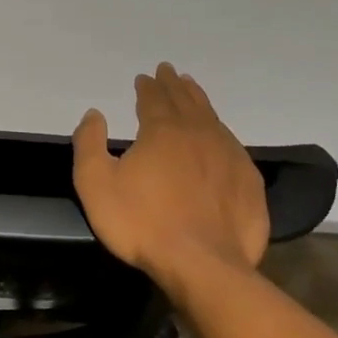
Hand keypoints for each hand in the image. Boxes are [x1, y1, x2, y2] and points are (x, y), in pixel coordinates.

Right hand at [72, 63, 268, 285]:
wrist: (203, 265)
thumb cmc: (142, 223)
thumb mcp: (96, 184)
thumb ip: (89, 144)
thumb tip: (94, 114)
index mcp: (163, 131)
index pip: (154, 98)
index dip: (148, 86)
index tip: (144, 77)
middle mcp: (199, 133)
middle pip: (186, 101)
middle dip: (175, 85)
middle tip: (170, 71)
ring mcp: (229, 156)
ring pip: (212, 118)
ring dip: (199, 101)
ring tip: (192, 90)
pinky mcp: (248, 181)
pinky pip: (232, 144)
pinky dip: (220, 131)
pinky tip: (219, 136)